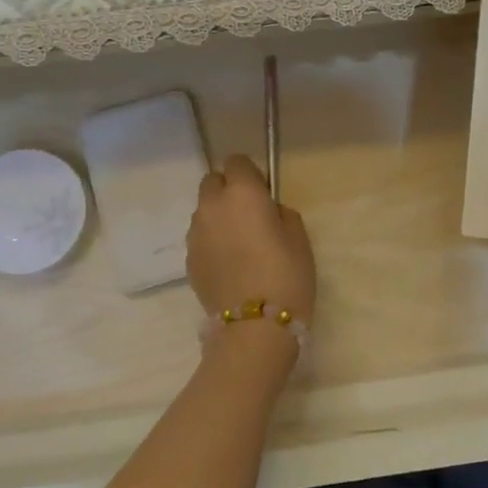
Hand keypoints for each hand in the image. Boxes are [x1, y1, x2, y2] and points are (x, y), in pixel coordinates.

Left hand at [186, 153, 316, 334]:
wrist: (254, 326)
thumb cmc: (286, 275)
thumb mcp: (299, 238)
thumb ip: (281, 213)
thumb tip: (269, 212)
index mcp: (242, 193)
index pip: (236, 162)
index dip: (249, 174)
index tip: (263, 194)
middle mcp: (212, 206)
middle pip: (212, 182)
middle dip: (227, 191)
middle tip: (248, 215)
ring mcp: (195, 233)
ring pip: (204, 211)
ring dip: (218, 217)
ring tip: (238, 244)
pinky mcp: (188, 259)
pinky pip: (200, 237)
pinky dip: (211, 241)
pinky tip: (229, 264)